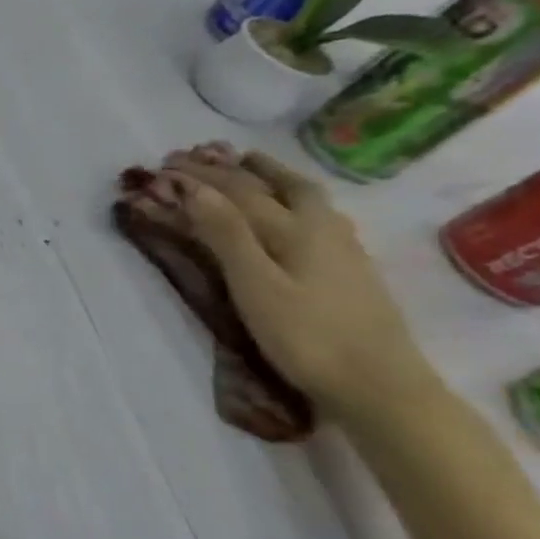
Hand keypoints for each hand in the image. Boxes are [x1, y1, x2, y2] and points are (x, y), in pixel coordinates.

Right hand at [156, 144, 439, 420]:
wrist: (377, 384)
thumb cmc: (305, 335)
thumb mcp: (255, 284)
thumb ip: (225, 234)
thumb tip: (191, 188)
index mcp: (293, 229)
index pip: (237, 192)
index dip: (198, 177)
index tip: (162, 165)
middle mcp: (319, 228)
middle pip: (273, 185)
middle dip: (231, 168)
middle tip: (197, 155)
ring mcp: (340, 247)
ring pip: (301, 196)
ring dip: (267, 176)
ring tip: (245, 166)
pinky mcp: (346, 267)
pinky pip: (312, 214)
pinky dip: (289, 197)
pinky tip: (288, 207)